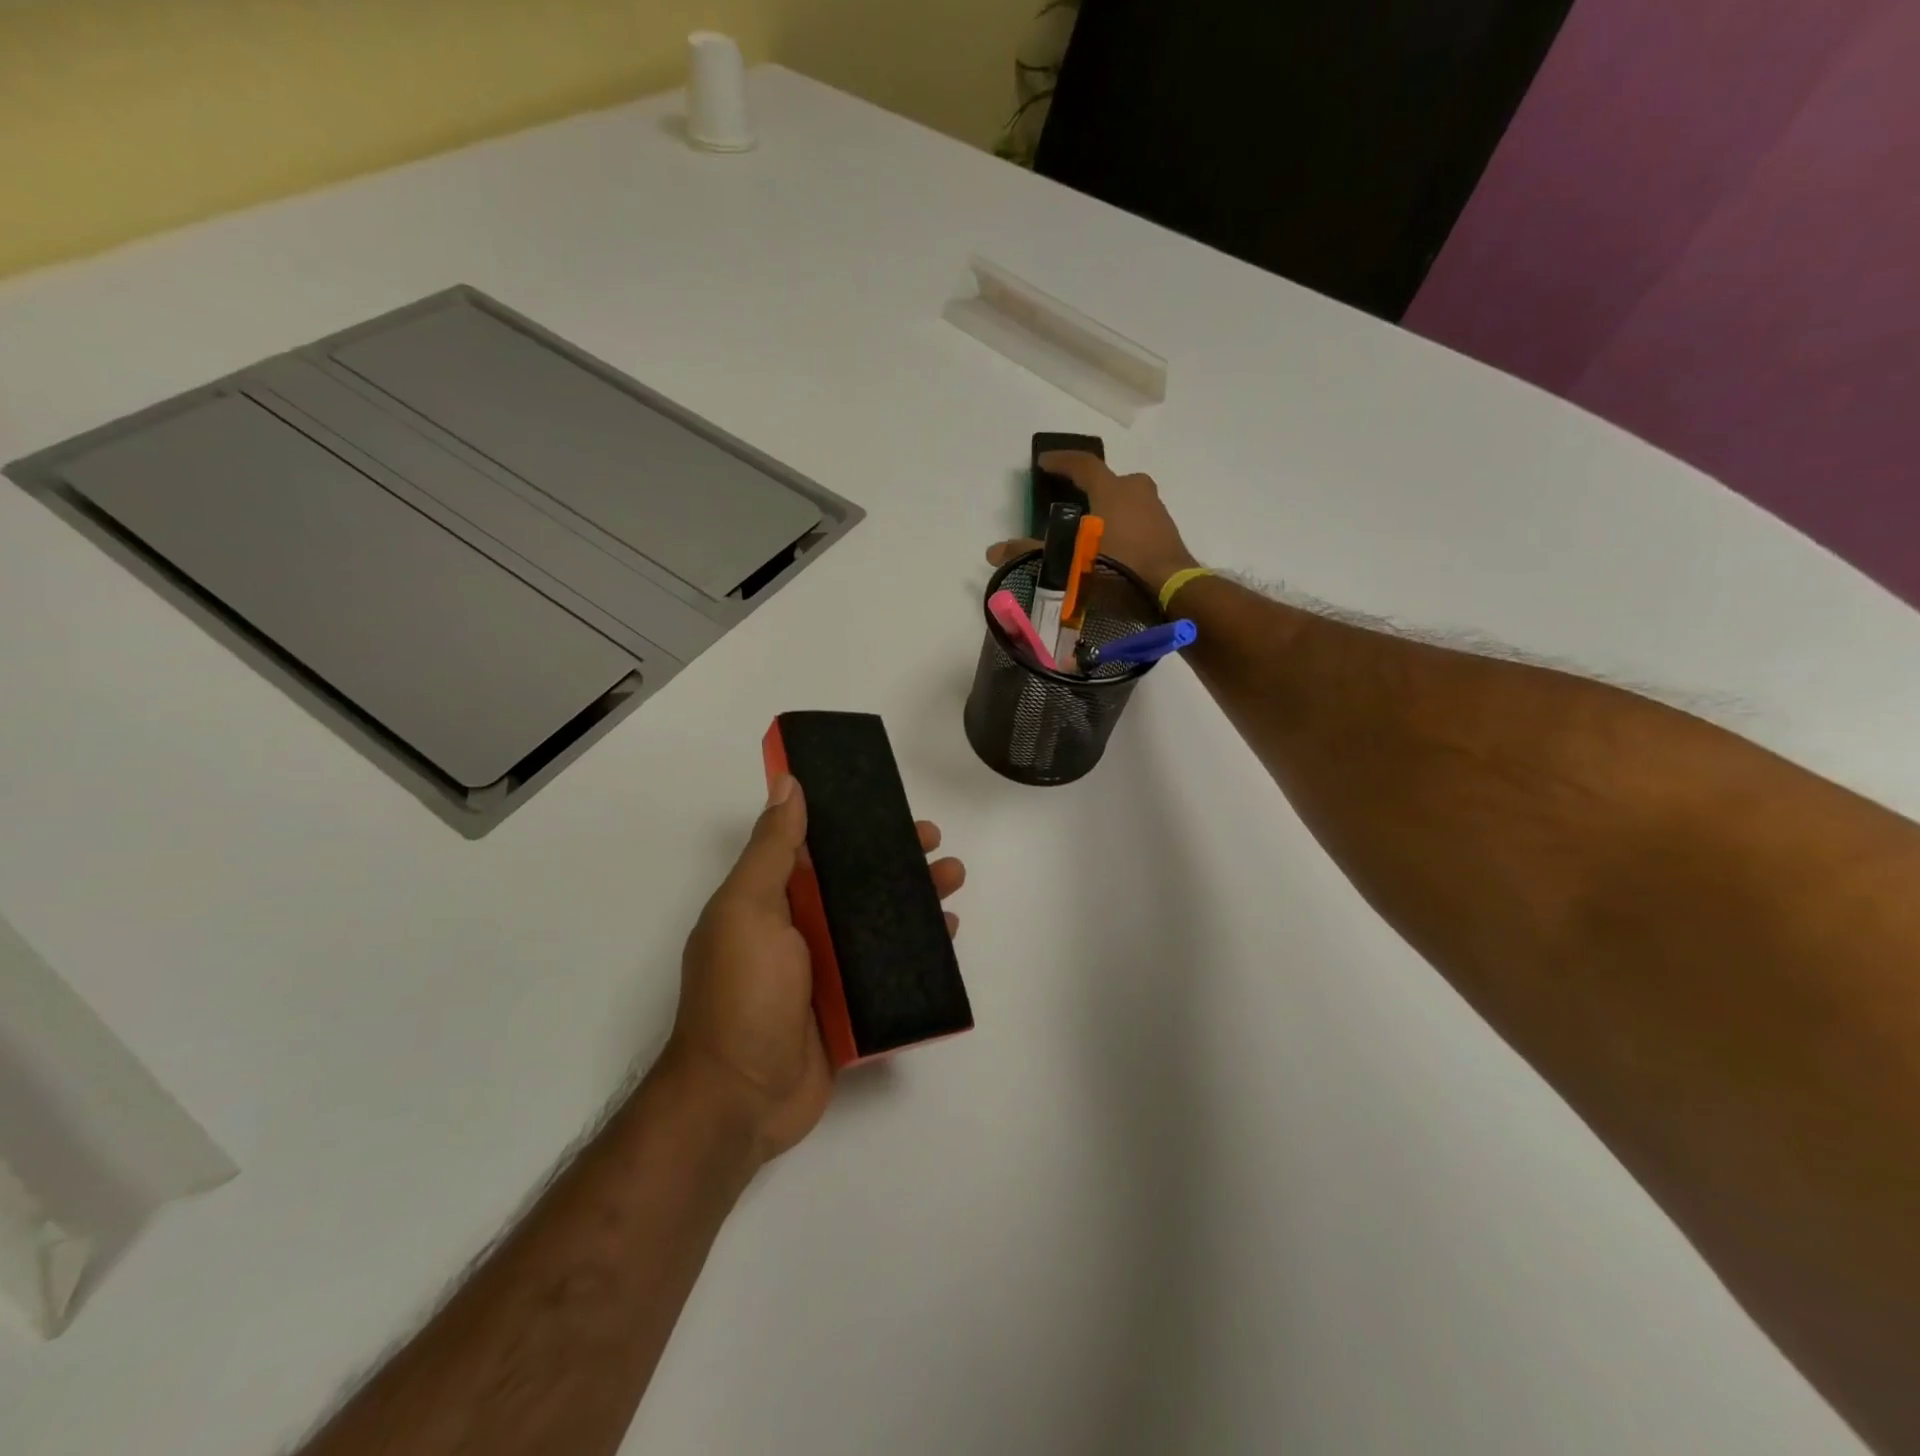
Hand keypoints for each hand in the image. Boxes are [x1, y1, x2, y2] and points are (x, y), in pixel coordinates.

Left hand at [664, 776, 964, 1163]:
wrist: (741, 1099)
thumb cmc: (742, 995)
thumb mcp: (749, 911)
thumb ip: (772, 849)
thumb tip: (787, 783)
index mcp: (771, 899)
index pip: (816, 847)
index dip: (852, 823)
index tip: (889, 807)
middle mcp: (800, 928)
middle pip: (856, 882)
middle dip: (896, 860)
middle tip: (935, 845)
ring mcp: (828, 968)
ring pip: (880, 920)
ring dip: (916, 898)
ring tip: (953, 882)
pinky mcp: (852, 1004)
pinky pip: (892, 966)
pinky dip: (920, 947)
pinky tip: (947, 933)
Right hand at [988, 451, 1198, 594]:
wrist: (1172, 589)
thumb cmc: (1120, 567)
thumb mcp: (1071, 561)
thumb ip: (1032, 553)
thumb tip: (992, 551)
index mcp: (1113, 489)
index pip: (1082, 465)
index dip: (1061, 461)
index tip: (1044, 462)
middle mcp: (1137, 490)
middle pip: (1109, 480)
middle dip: (1089, 487)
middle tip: (1071, 500)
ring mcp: (1156, 509)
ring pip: (1126, 498)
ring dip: (1108, 507)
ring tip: (1090, 527)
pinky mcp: (1166, 531)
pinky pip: (1138, 518)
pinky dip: (1123, 524)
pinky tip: (1113, 545)